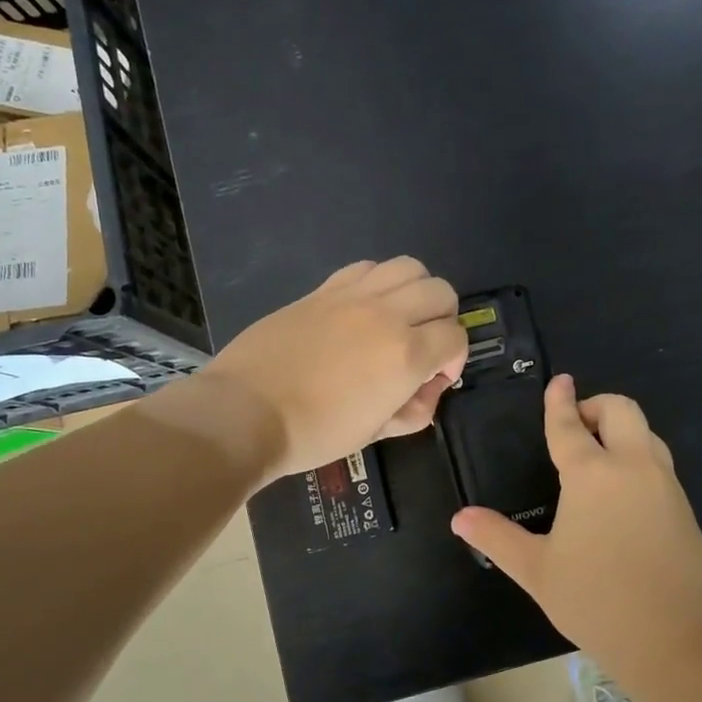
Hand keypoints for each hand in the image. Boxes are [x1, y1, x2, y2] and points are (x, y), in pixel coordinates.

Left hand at [204, 257, 468, 482]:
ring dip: (416, 291)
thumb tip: (428, 389)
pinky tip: (365, 307)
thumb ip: (415, 410)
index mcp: (406, 355)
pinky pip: (367, 267)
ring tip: (399, 318)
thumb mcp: (375, 433)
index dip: (455, 358)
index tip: (435, 378)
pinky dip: (379, 281)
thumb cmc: (313, 432)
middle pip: (441, 291)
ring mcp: (352, 296)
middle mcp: (387, 315)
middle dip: (444, 319)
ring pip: (409, 267)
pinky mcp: (323, 290)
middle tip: (424, 345)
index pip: (456, 336)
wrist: (245, 412)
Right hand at [451, 375, 701, 655]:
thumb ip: (497, 538)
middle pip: (621, 410)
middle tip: (577, 427)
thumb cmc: (597, 599)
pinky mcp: (684, 507)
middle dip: (597, 406)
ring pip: (646, 433)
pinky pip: (658, 462)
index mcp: (592, 474)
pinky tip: (621, 493)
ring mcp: (664, 484)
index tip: (559, 382)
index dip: (560, 401)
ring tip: (598, 456)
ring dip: (621, 430)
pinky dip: (637, 457)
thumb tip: (460, 518)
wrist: (678, 636)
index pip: (570, 425)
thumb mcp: (537, 570)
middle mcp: (632, 466)